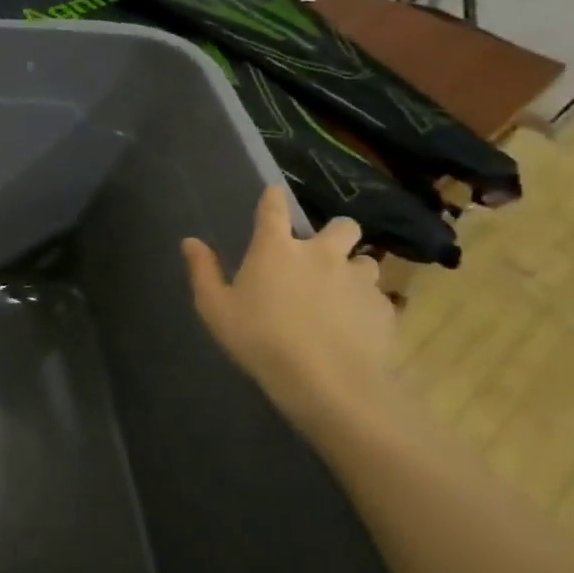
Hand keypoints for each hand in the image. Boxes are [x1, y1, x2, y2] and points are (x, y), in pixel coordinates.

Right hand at [182, 187, 397, 424]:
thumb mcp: (215, 309)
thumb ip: (203, 271)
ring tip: (341, 291)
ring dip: (353, 269)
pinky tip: (353, 324)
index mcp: (275, 249)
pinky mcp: (383, 307)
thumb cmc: (260, 339)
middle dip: (334, 233)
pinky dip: (365, 303)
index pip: (274, 208)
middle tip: (320, 255)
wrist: (326, 380)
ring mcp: (358, 279)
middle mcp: (321, 253)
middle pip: (342, 225)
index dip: (273, 198)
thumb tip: (190, 242)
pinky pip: (377, 296)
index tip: (274, 193)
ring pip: (365, 259)